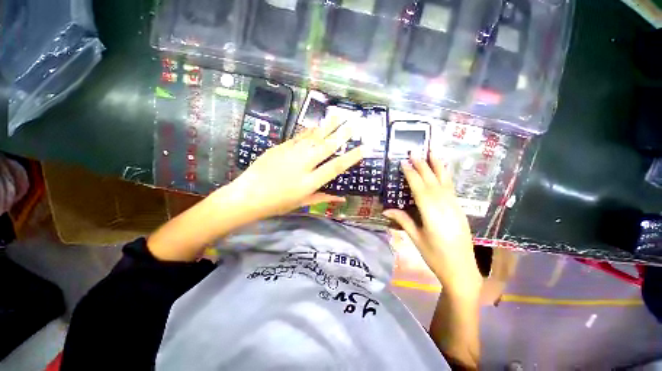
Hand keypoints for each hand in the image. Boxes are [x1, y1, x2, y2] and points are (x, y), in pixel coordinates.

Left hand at [225, 117, 362, 219]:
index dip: (351, 157)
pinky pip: (299, 137)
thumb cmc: (277, 203)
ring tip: (338, 115)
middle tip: (354, 123)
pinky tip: (317, 125)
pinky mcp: (280, 147)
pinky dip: (310, 131)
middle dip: (342, 134)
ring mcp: (290, 153)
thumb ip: (323, 198)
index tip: (364, 148)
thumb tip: (342, 199)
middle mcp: (302, 164)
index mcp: (309, 182)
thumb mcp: (302, 203)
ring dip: (327, 126)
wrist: (248, 195)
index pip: (335, 167)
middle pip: (326, 147)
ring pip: (313, 137)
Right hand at [383, 156, 481, 296]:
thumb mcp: (416, 239)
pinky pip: (451, 189)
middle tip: (415, 151)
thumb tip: (385, 209)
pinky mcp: (459, 209)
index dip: (411, 175)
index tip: (404, 162)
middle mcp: (445, 207)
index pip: (419, 189)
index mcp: (431, 214)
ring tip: (433, 152)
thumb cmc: (435, 256)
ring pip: (444, 182)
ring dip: (437, 166)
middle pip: (432, 182)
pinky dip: (446, 176)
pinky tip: (443, 170)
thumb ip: (403, 220)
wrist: (462, 270)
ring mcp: (454, 207)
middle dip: (423, 165)